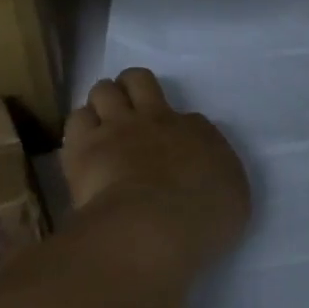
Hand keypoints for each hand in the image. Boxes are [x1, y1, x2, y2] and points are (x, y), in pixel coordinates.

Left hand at [61, 69, 251, 275]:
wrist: (153, 227)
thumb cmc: (202, 220)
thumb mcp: (232, 198)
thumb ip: (217, 176)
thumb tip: (205, 171)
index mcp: (197, 133)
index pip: (188, 117)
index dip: (179, 127)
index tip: (176, 149)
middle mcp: (157, 120)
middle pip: (138, 80)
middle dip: (132, 88)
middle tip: (131, 111)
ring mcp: (117, 129)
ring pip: (103, 91)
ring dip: (103, 105)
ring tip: (102, 127)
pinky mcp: (83, 148)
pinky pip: (76, 120)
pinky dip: (80, 130)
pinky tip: (82, 147)